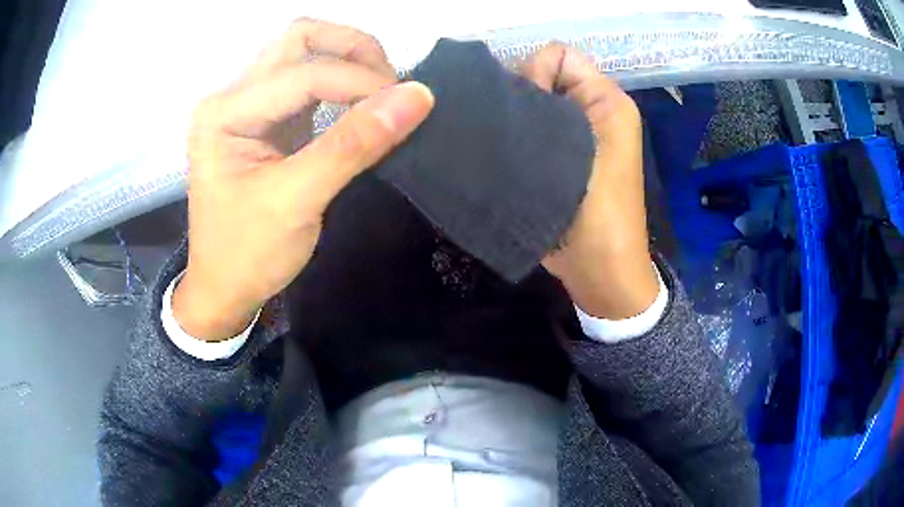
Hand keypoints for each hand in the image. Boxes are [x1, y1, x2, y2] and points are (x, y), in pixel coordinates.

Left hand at [173, 19, 433, 339]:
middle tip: (391, 81)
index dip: (361, 82)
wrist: (223, 290)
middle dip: (351, 49)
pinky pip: (308, 83)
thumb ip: (354, 145)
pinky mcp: (266, 121)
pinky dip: (341, 85)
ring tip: (383, 90)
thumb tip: (418, 95)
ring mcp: (248, 106)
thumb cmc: (247, 254)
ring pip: (304, 54)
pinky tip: (364, 103)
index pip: (303, 74)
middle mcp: (232, 97)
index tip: (410, 103)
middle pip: (299, 40)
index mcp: (224, 113)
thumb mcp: (297, 202)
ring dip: (348, 61)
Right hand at [521, 45, 658, 318]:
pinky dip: (518, 137)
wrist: (600, 269)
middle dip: (522, 97)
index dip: (535, 73)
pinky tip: (506, 157)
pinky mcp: (563, 155)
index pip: (557, 55)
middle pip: (544, 76)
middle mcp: (594, 109)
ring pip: (536, 103)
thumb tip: (508, 90)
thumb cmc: (595, 211)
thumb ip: (541, 105)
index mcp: (607, 99)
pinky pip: (535, 127)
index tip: (527, 112)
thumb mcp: (574, 150)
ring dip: (517, 120)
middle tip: (512, 134)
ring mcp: (578, 133)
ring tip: (506, 148)